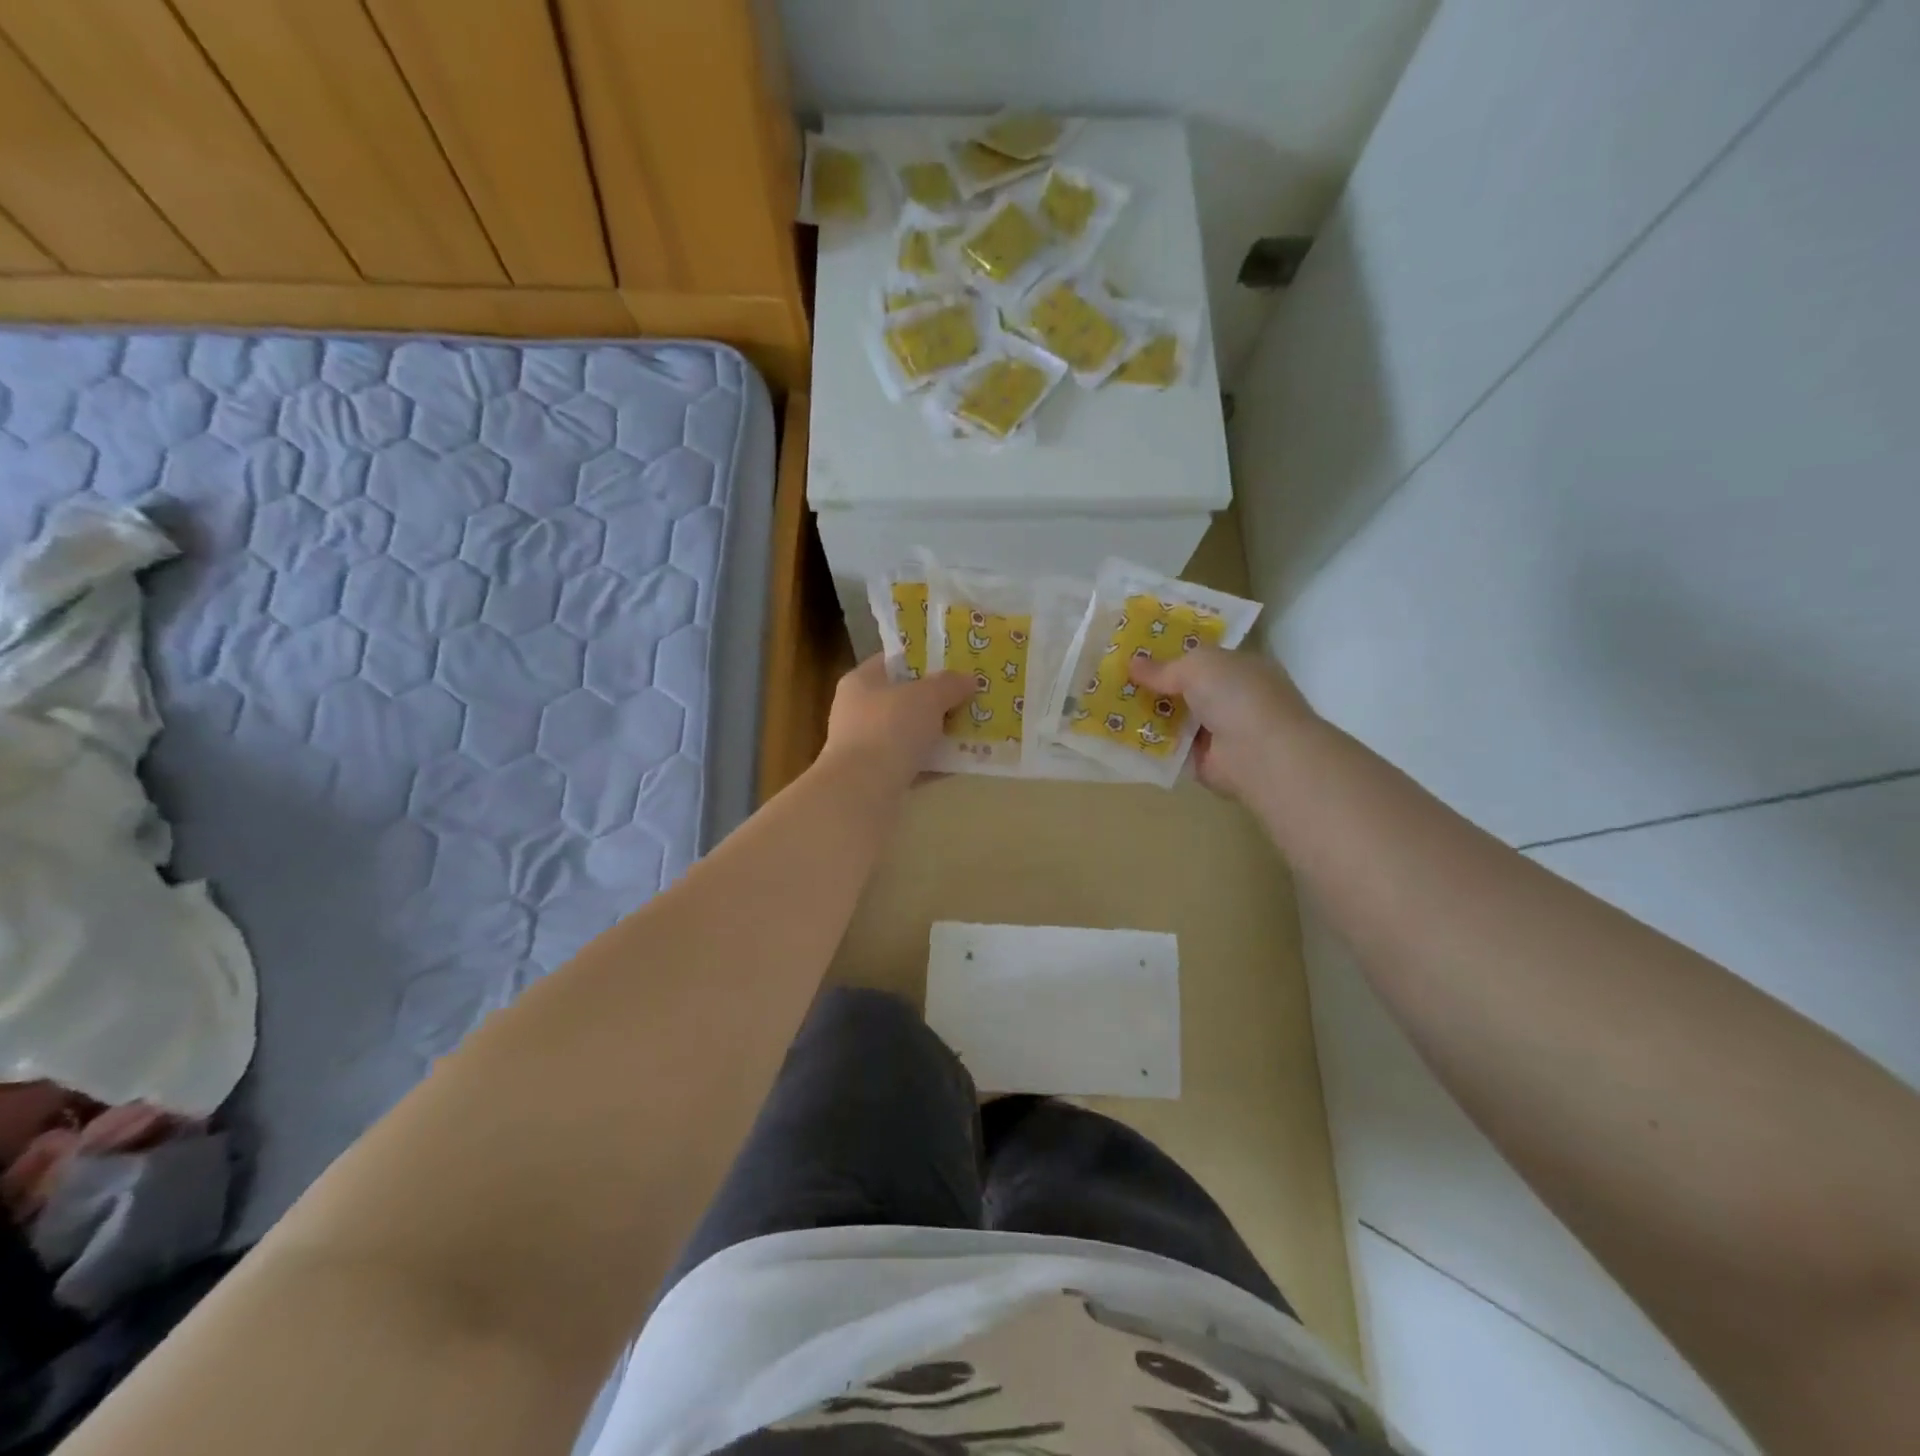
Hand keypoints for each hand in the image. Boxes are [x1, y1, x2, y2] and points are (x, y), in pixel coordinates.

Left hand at [820, 655, 972, 792]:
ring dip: (938, 733)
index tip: (954, 664)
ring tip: (972, 731)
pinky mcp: (875, 778)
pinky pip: (912, 764)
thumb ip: (949, 684)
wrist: (862, 791)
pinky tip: (960, 763)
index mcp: (862, 682)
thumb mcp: (927, 697)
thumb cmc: (890, 729)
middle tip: (970, 698)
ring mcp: (865, 747)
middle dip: (937, 700)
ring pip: (909, 733)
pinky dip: (933, 763)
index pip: (893, 661)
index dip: (923, 659)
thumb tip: (968, 679)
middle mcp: (858, 711)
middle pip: (903, 699)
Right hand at [1129, 645, 1317, 800]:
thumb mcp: (1198, 666)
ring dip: (1146, 714)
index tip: (1135, 652)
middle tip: (1113, 679)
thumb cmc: (1238, 696)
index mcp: (1240, 668)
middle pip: (1184, 688)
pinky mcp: (1203, 761)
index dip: (1171, 653)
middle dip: (1153, 685)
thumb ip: (1165, 667)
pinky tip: (1118, 734)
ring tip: (1105, 705)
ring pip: (1174, 718)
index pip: (1202, 658)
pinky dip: (1148, 743)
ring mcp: (1218, 731)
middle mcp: (1231, 698)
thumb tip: (1132, 663)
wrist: (1261, 754)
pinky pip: (1169, 748)